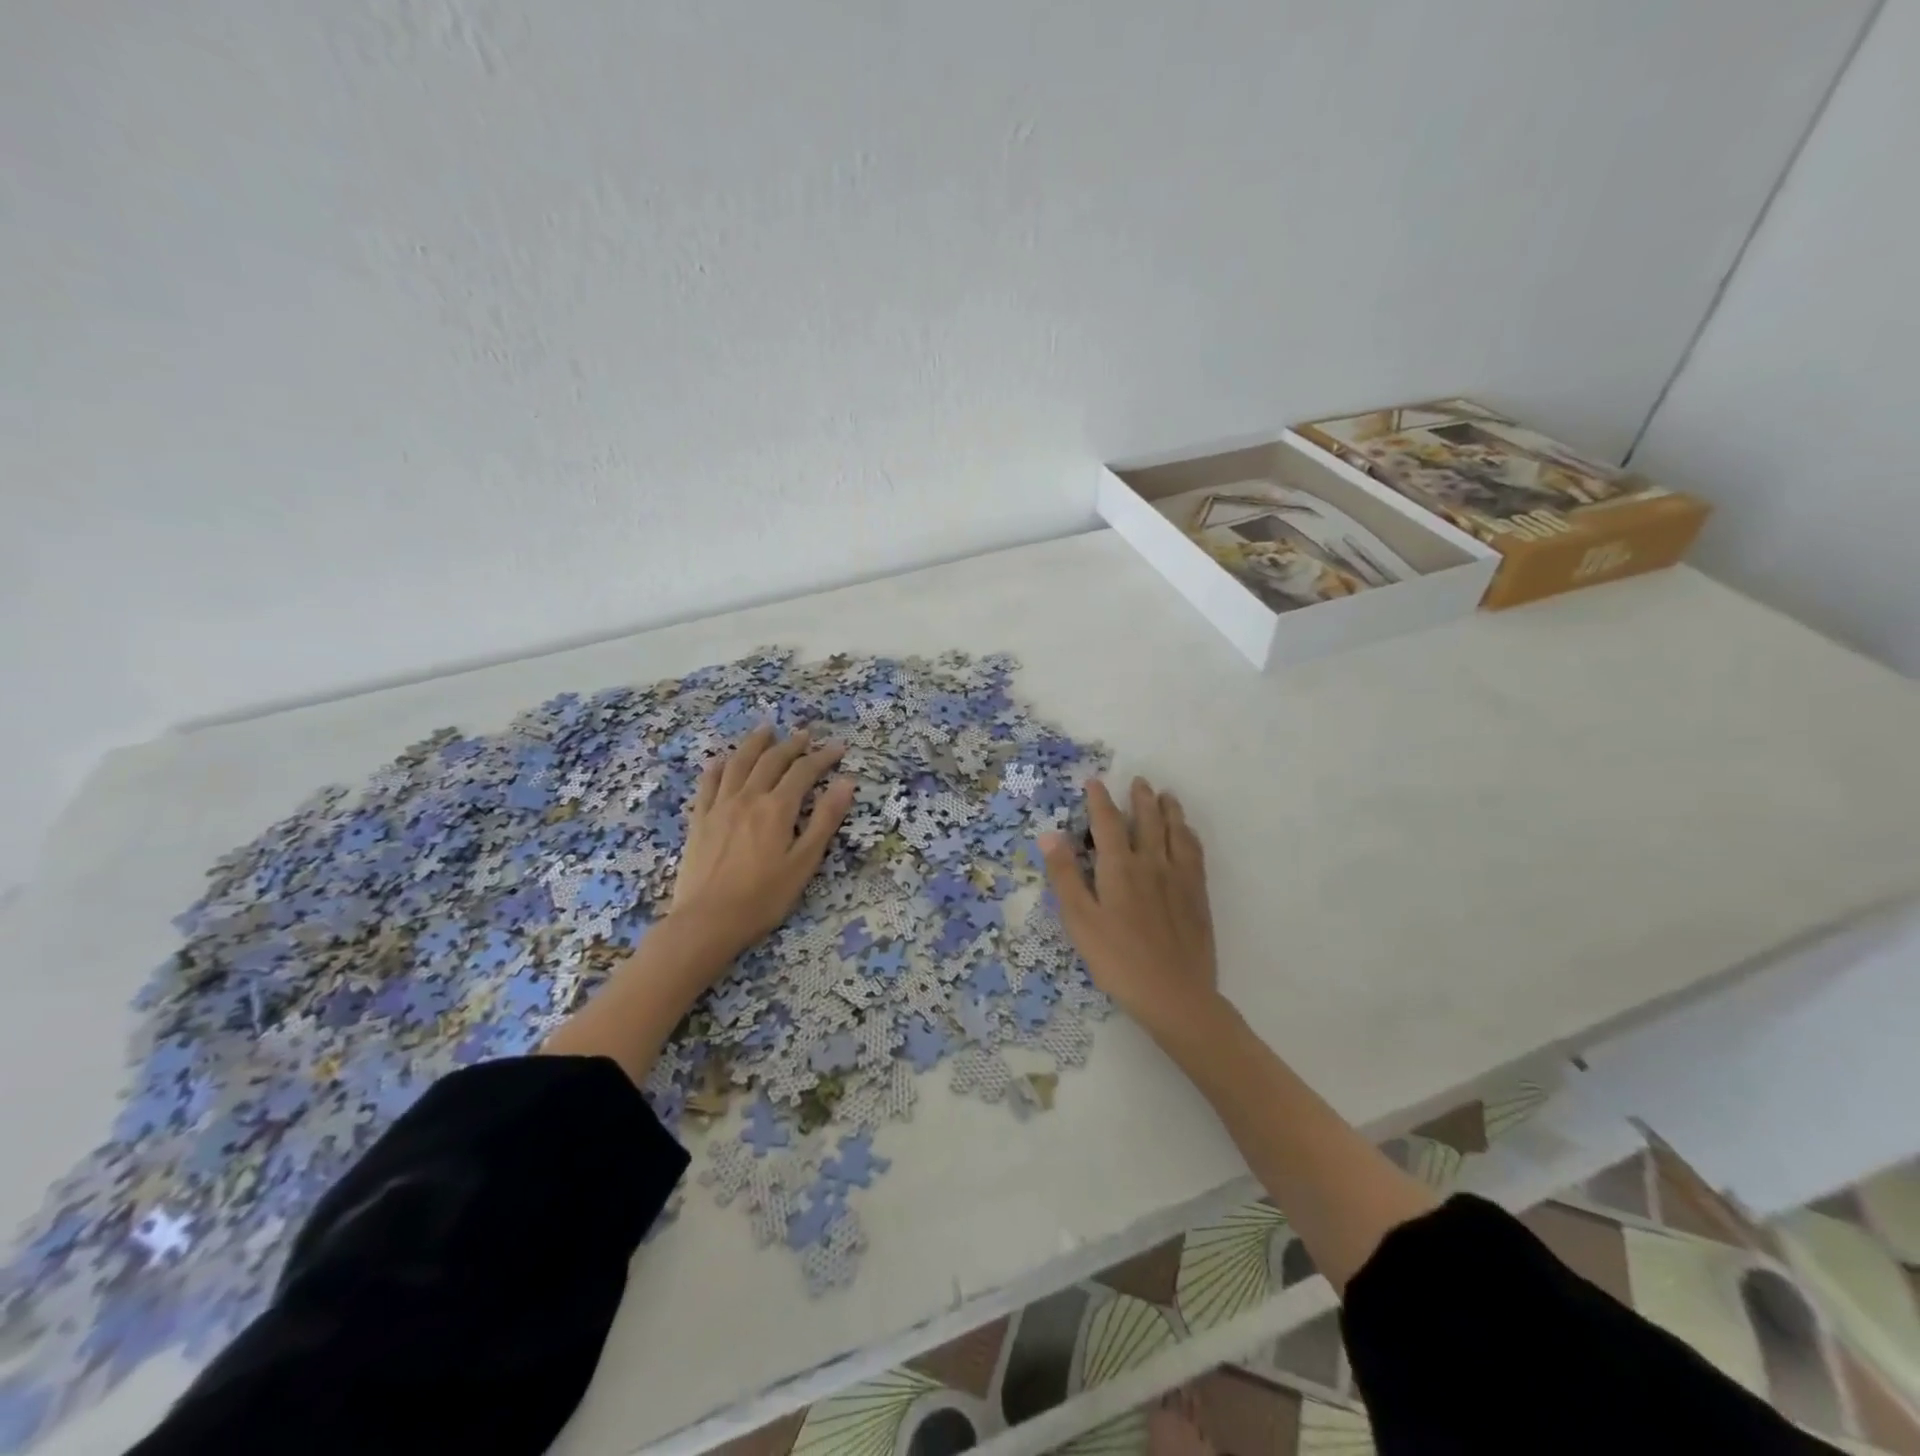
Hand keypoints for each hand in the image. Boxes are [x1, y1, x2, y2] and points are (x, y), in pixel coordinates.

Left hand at [668, 725, 856, 964]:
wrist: (707, 921)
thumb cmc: (763, 897)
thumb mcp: (804, 863)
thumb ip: (825, 820)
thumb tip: (846, 783)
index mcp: (777, 808)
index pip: (804, 772)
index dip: (822, 757)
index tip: (838, 747)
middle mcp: (748, 797)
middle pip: (771, 760)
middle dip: (791, 744)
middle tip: (805, 734)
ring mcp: (719, 806)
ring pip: (738, 763)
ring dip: (755, 743)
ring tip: (766, 730)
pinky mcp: (699, 819)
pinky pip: (708, 782)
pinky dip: (719, 766)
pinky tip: (723, 760)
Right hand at [1040, 776, 1217, 1037]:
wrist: (1175, 994)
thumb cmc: (1117, 960)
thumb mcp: (1079, 921)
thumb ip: (1065, 876)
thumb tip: (1050, 835)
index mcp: (1119, 867)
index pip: (1108, 822)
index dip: (1099, 800)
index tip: (1095, 782)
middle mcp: (1152, 863)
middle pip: (1148, 820)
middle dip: (1141, 798)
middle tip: (1139, 781)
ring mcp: (1179, 878)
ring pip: (1176, 832)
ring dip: (1170, 810)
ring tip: (1167, 796)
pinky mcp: (1198, 896)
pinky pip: (1195, 853)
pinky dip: (1189, 836)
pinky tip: (1188, 834)